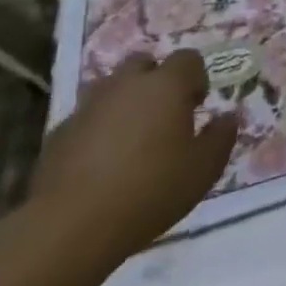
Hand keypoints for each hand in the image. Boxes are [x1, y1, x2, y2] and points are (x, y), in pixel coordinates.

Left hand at [29, 52, 238, 263]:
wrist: (70, 227)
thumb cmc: (150, 190)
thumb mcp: (203, 169)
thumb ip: (221, 137)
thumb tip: (228, 118)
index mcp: (166, 85)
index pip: (188, 59)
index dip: (196, 79)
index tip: (197, 107)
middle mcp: (126, 84)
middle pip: (143, 63)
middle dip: (155, 81)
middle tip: (164, 116)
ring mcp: (88, 107)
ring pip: (111, 88)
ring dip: (124, 102)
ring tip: (132, 139)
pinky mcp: (58, 133)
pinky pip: (86, 118)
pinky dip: (97, 129)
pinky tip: (101, 163)